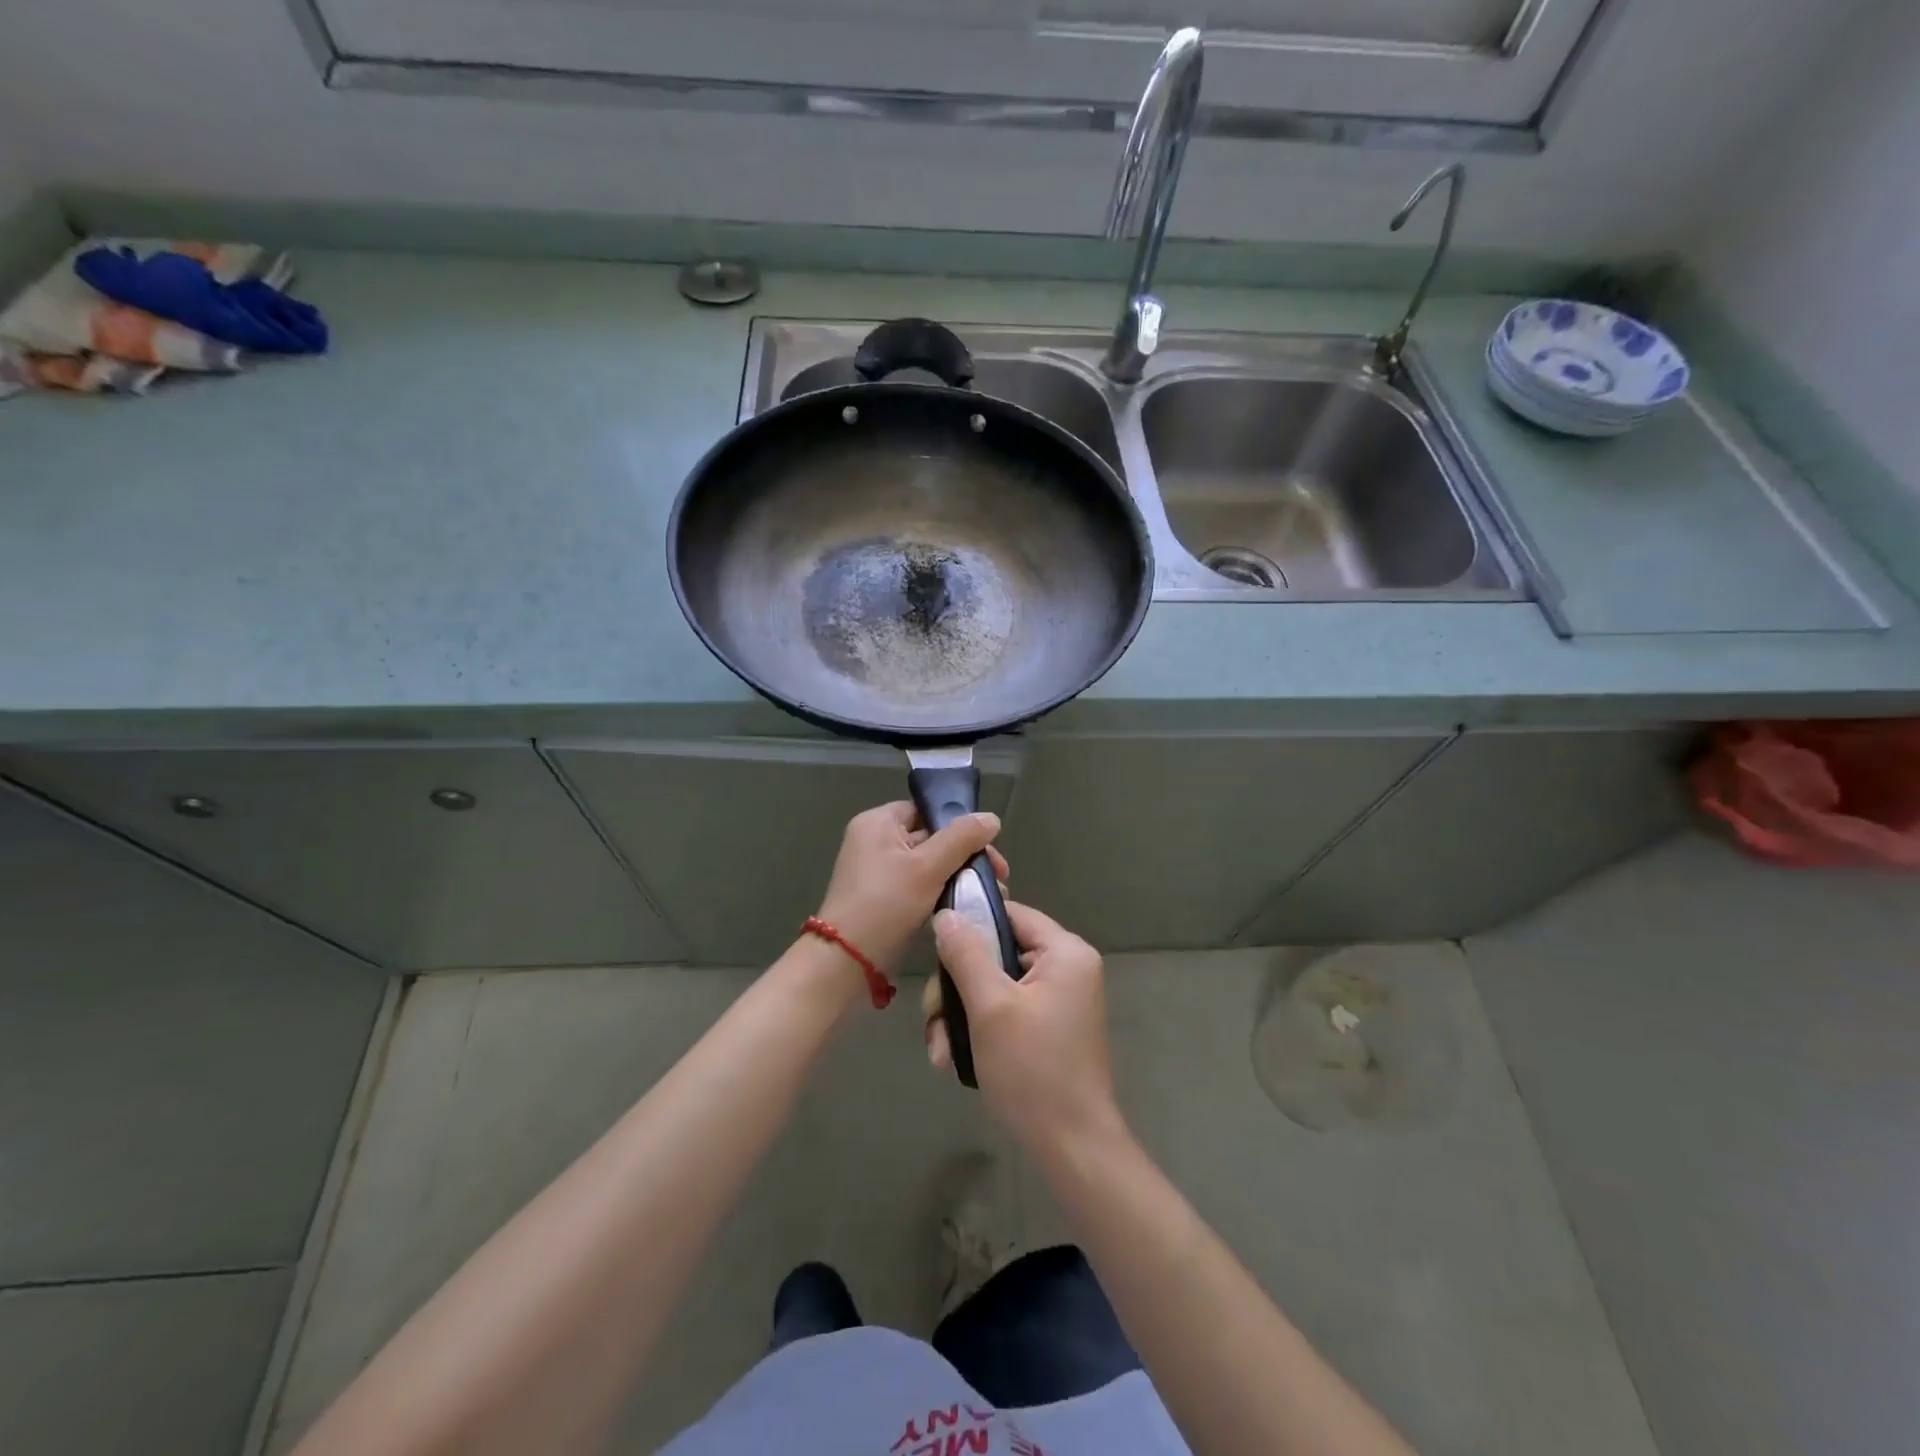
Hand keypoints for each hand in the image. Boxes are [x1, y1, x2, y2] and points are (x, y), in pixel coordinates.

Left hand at [815, 802, 1008, 974]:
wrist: (847, 962)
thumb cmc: (886, 905)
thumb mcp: (928, 867)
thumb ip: (962, 838)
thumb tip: (992, 818)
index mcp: (878, 822)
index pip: (926, 810)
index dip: (959, 825)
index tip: (990, 848)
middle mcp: (874, 841)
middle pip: (931, 838)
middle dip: (966, 856)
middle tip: (999, 877)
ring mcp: (877, 872)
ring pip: (928, 865)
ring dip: (957, 877)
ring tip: (990, 895)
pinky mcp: (883, 899)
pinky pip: (918, 887)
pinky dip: (941, 894)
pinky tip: (965, 908)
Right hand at [925, 901, 1121, 1153]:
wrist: (1071, 1149)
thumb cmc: (1032, 1070)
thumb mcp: (990, 1007)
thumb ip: (966, 954)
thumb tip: (947, 915)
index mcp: (1065, 952)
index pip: (1010, 914)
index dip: (970, 925)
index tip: (935, 949)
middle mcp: (1066, 969)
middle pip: (996, 952)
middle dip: (957, 986)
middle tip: (933, 1018)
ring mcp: (1058, 1001)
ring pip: (993, 985)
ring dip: (960, 1014)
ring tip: (939, 1050)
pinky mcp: (1047, 1028)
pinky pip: (1005, 1010)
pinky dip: (978, 1029)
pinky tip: (952, 1057)